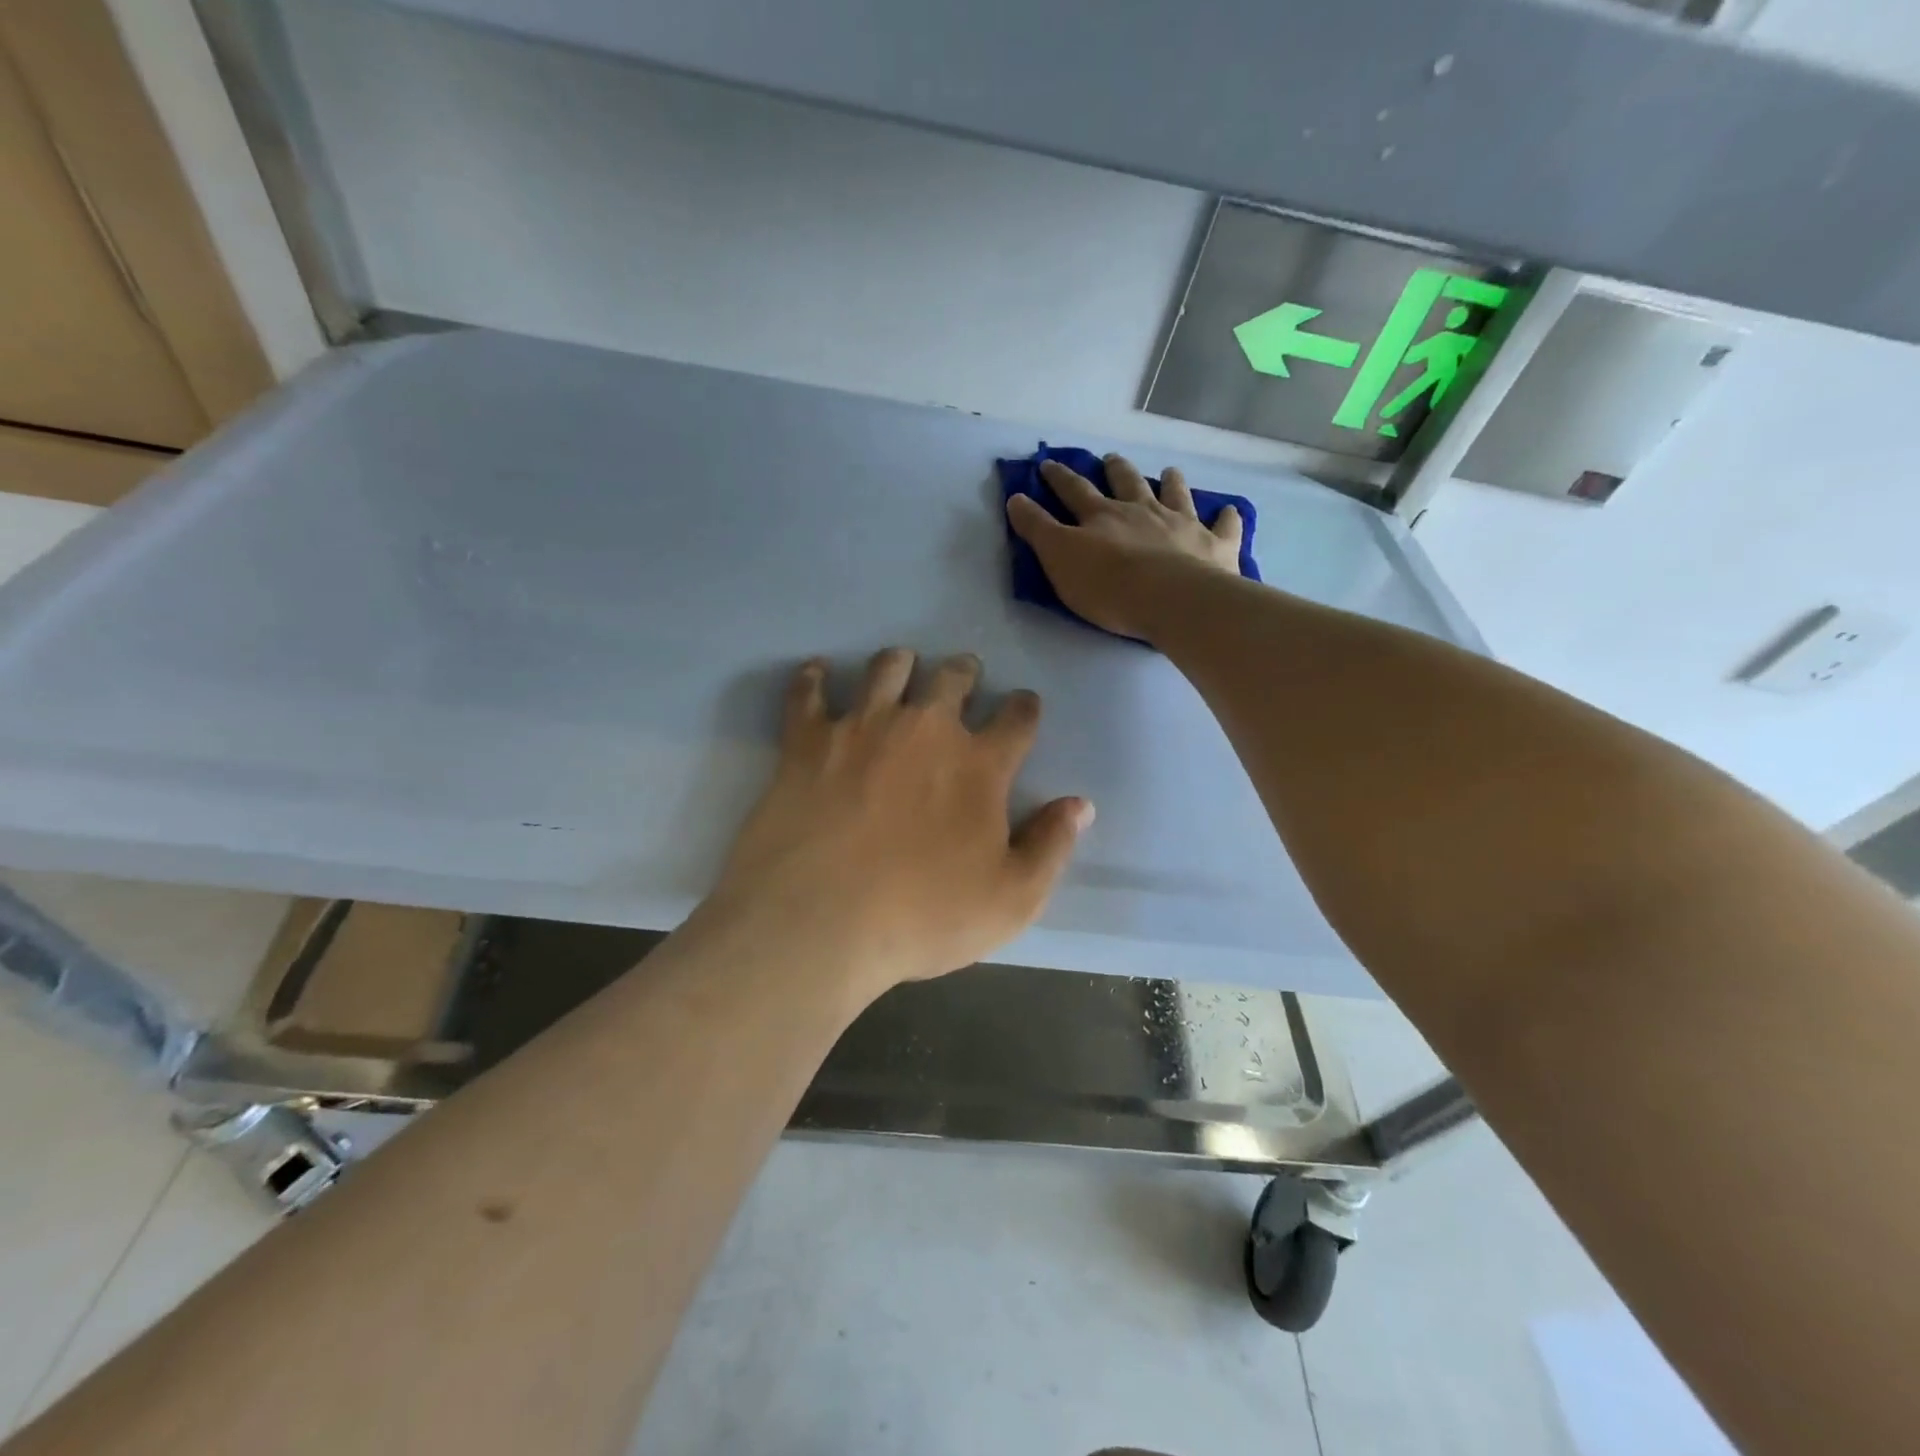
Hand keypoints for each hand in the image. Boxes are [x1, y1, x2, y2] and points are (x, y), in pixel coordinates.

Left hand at [710, 648, 1093, 999]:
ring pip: (887, 669)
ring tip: (901, 665)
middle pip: (952, 678)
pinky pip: (808, 692)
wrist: (819, 920)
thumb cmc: (922, 916)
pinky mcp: (807, 739)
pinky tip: (817, 671)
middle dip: (964, 672)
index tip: (1024, 705)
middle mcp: (924, 728)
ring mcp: (862, 727)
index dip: (1025, 708)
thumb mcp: (1011, 900)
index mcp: (979, 764)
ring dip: (900, 663)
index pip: (1017, 718)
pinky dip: (813, 678)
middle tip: (963, 674)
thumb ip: (1051, 846)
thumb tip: (1080, 805)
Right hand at [1006, 454, 1243, 640]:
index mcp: (1103, 516)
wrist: (1173, 600)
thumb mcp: (1059, 558)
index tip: (1048, 464)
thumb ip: (1038, 529)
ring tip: (1169, 471)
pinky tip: (1230, 511)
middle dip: (1116, 470)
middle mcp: (1142, 511)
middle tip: (1111, 459)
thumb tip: (1016, 498)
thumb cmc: (1109, 585)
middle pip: (1127, 483)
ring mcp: (1182, 525)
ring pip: (1175, 495)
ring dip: (1171, 482)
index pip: (1074, 490)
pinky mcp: (1215, 546)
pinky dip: (1226, 517)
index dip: (1059, 477)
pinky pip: (1224, 526)